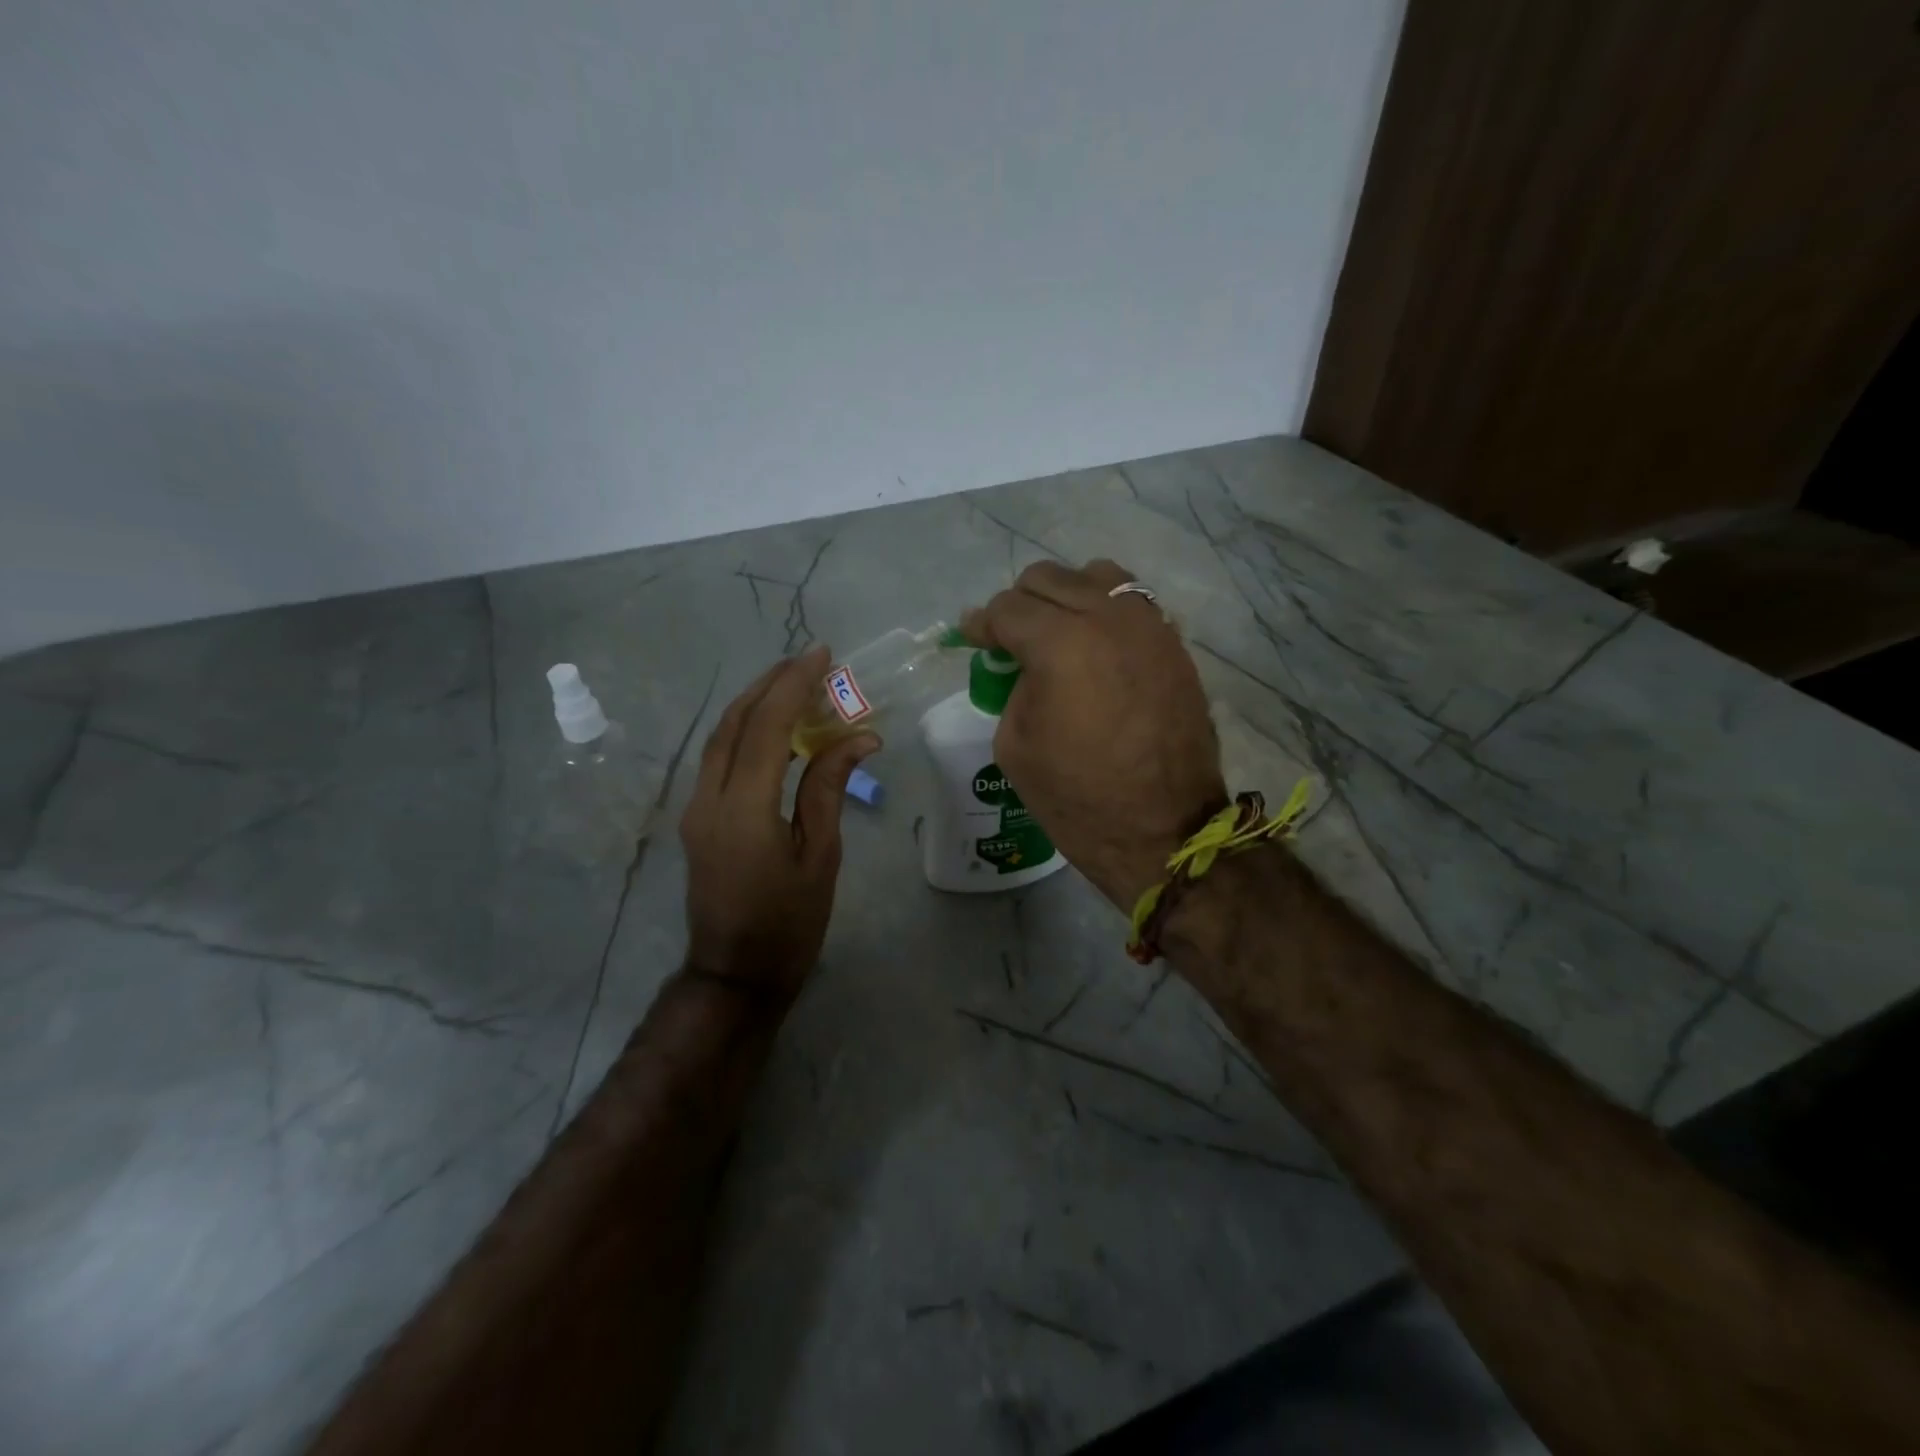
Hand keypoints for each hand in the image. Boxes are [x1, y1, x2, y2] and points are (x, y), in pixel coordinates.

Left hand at [679, 646, 878, 1001]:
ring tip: (793, 684)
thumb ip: (829, 788)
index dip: (794, 685)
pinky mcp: (696, 819)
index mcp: (744, 808)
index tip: (822, 655)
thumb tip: (860, 736)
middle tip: (809, 662)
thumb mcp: (821, 855)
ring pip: (720, 737)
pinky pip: (718, 758)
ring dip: (755, 704)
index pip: (767, 726)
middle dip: (770, 684)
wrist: (735, 974)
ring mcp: (695, 808)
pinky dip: (746, 731)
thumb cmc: (789, 923)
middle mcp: (709, 798)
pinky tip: (773, 728)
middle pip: (735, 722)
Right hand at [962, 560, 1224, 909]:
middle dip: (1019, 605)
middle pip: (1048, 579)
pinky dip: (1105, 613)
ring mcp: (1148, 627)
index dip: (981, 624)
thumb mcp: (1015, 745)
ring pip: (1097, 577)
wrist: (1163, 831)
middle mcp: (1107, 618)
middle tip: (1010, 641)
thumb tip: (1024, 664)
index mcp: (1060, 644)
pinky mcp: (1174, 645)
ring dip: (1067, 597)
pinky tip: (1096, 648)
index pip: (1007, 609)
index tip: (973, 639)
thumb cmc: (1078, 798)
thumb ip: (1013, 687)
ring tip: (1059, 634)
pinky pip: (1132, 604)